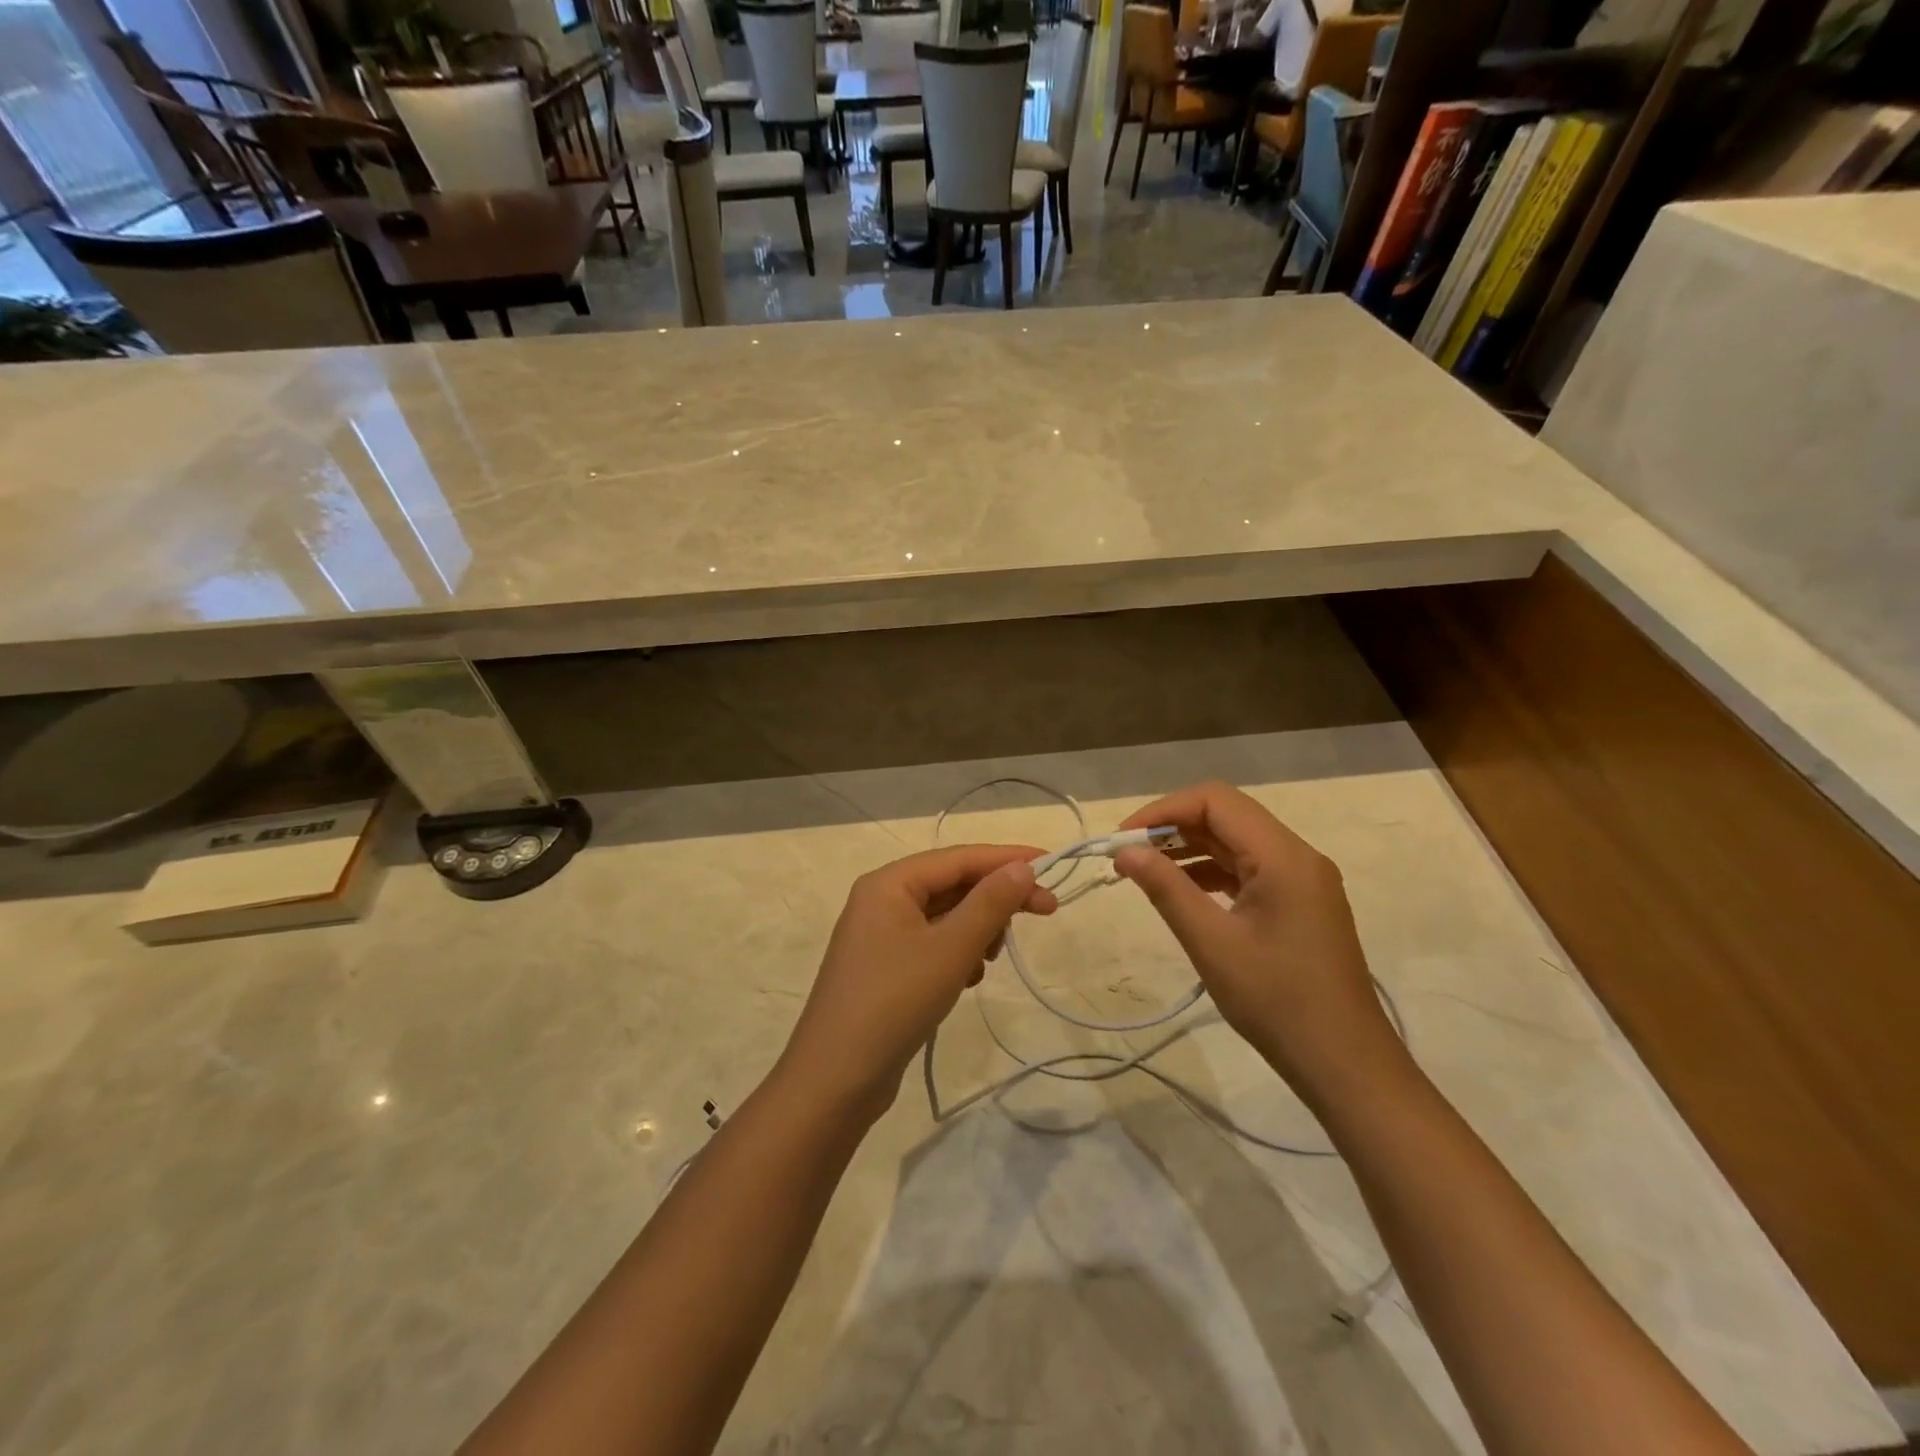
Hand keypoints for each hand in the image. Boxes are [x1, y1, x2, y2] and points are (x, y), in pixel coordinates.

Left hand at [776, 845, 1057, 1126]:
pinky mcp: (886, 968)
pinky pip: (933, 944)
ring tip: (988, 960)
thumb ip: (990, 904)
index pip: (959, 857)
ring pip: (945, 916)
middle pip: (953, 884)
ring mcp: (881, 936)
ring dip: (976, 930)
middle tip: (1047, 912)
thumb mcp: (950, 949)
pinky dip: (957, 955)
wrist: (835, 1080)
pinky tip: (966, 980)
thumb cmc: (894, 1002)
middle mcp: (882, 900)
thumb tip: (1022, 867)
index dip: (1008, 858)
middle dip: (996, 899)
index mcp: (890, 883)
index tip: (1053, 864)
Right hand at [1113, 782, 1407, 1108]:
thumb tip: (1125, 852)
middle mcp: (1297, 856)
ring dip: (1190, 849)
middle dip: (1173, 828)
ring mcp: (1303, 880)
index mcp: (1283, 856)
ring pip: (1237, 842)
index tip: (1124, 838)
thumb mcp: (1211, 942)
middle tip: (1128, 855)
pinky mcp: (1301, 903)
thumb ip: (1166, 889)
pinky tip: (1183, 893)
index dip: (1164, 810)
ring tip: (1146, 872)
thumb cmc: (1276, 1001)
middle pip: (1227, 816)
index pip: (1216, 801)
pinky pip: (1249, 869)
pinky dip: (1211, 872)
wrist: (1345, 1064)